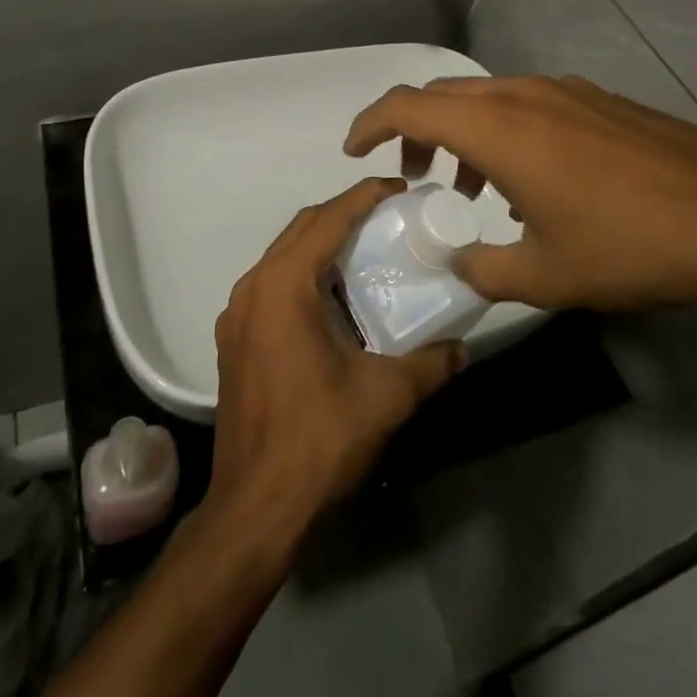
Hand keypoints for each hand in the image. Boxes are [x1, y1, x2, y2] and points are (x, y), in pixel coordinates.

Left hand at [205, 178, 467, 546]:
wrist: (255, 508)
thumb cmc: (318, 440)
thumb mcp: (385, 397)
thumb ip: (429, 364)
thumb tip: (461, 348)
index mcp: (283, 285)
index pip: (328, 219)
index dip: (365, 196)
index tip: (399, 188)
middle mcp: (253, 287)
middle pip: (302, 228)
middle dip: (344, 213)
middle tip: (388, 216)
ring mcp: (238, 313)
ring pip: (284, 254)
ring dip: (323, 243)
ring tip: (366, 250)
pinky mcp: (235, 339)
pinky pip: (273, 283)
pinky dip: (304, 273)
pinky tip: (334, 299)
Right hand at [344, 75, 696, 310]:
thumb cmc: (626, 245)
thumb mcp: (545, 274)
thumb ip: (483, 268)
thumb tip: (458, 263)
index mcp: (498, 128)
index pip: (409, 106)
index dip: (371, 123)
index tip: (355, 151)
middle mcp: (523, 94)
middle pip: (444, 96)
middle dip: (415, 131)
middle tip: (415, 177)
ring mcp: (564, 91)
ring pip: (487, 98)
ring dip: (462, 132)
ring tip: (472, 187)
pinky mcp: (596, 99)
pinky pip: (527, 103)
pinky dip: (503, 130)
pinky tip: (531, 179)